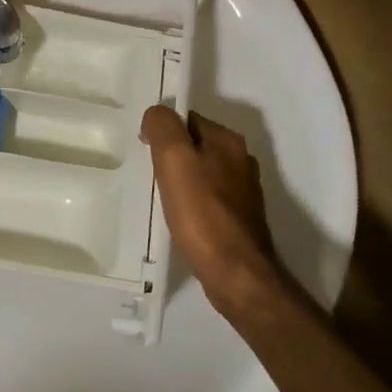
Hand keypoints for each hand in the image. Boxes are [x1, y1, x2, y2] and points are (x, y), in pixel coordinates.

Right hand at [141, 107, 282, 315]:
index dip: (164, 131)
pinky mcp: (242, 220)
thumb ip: (163, 126)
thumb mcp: (174, 159)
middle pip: (196, 146)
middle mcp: (241, 160)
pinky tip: (183, 221)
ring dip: (184, 182)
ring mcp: (245, 192)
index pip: (188, 119)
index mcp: (228, 140)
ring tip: (164, 200)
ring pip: (203, 174)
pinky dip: (194, 205)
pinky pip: (210, 200)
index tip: (147, 152)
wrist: (237, 276)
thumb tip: (156, 114)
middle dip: (173, 157)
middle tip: (153, 177)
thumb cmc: (203, 214)